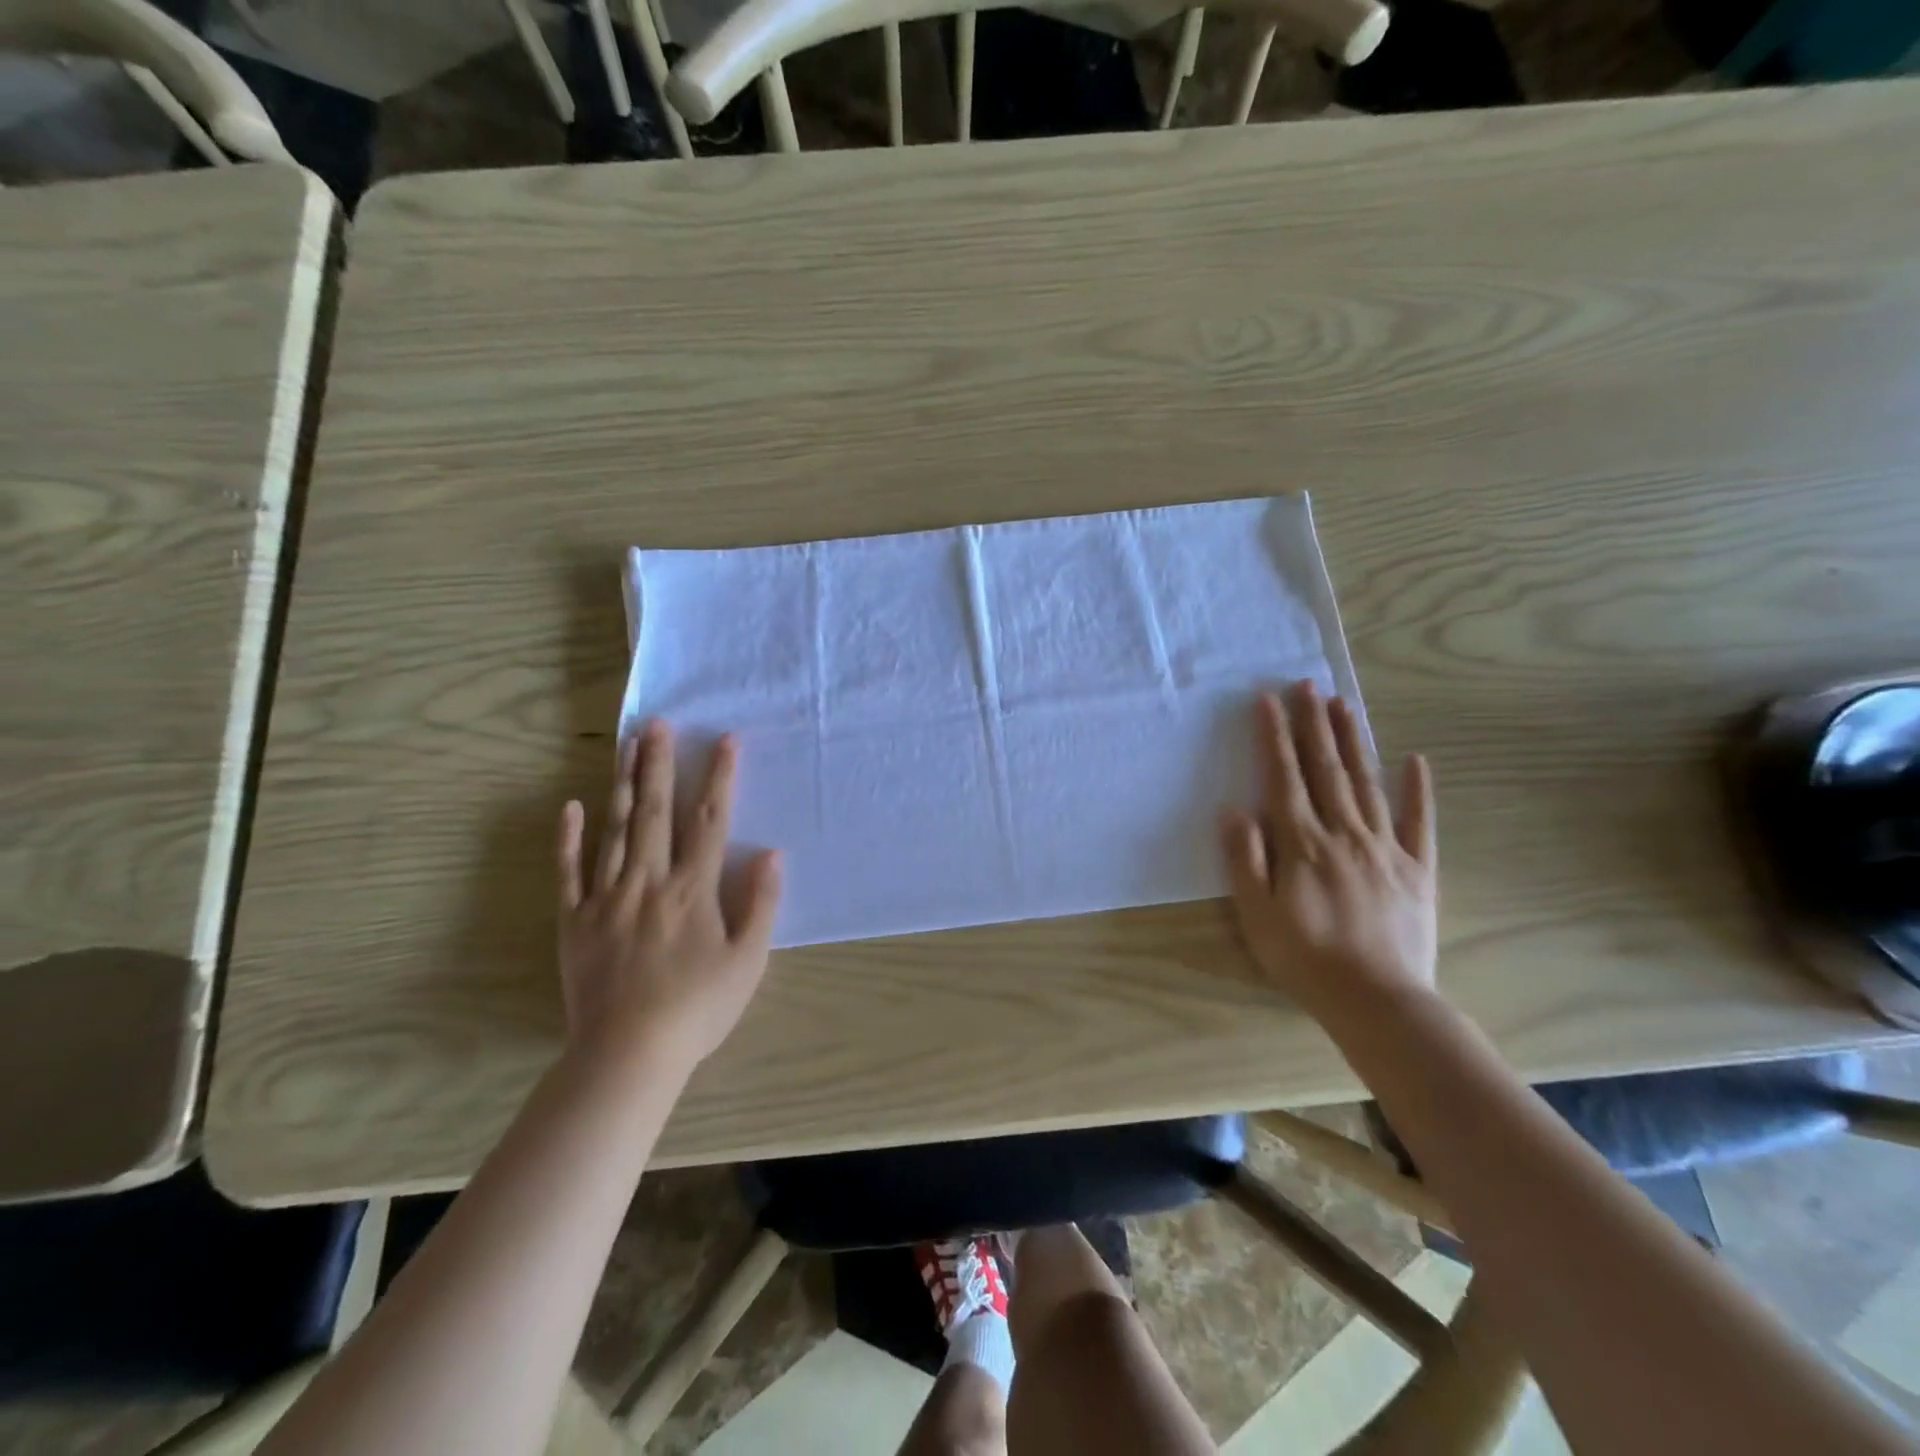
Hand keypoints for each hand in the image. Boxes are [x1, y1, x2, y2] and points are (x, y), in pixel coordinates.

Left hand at [556, 720, 781, 1073]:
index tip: (725, 740)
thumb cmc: (698, 1008)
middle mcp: (649, 881)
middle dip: (661, 764)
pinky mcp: (575, 920)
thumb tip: (771, 852)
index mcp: (693, 889)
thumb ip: (762, 903)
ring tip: (628, 746)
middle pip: (656, 812)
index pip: (709, 821)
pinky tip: (572, 806)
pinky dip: (570, 838)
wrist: (628, 1054)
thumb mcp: (748, 960)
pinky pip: (569, 871)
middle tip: (660, 724)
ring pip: (616, 830)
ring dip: (624, 785)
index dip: (720, 778)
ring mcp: (606, 898)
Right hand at [1220, 683, 1437, 1023]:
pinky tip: (1415, 761)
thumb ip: (1244, 860)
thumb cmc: (1305, 958)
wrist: (1378, 1001)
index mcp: (1302, 843)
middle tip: (1309, 684)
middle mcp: (1344, 833)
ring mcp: (1385, 848)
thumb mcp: (1257, 915)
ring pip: (1367, 783)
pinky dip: (1417, 790)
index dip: (1274, 736)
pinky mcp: (1417, 869)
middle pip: (1326, 769)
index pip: (1284, 777)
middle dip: (1314, 724)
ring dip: (1354, 741)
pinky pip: (1418, 822)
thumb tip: (1234, 810)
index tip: (1268, 700)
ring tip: (1345, 705)